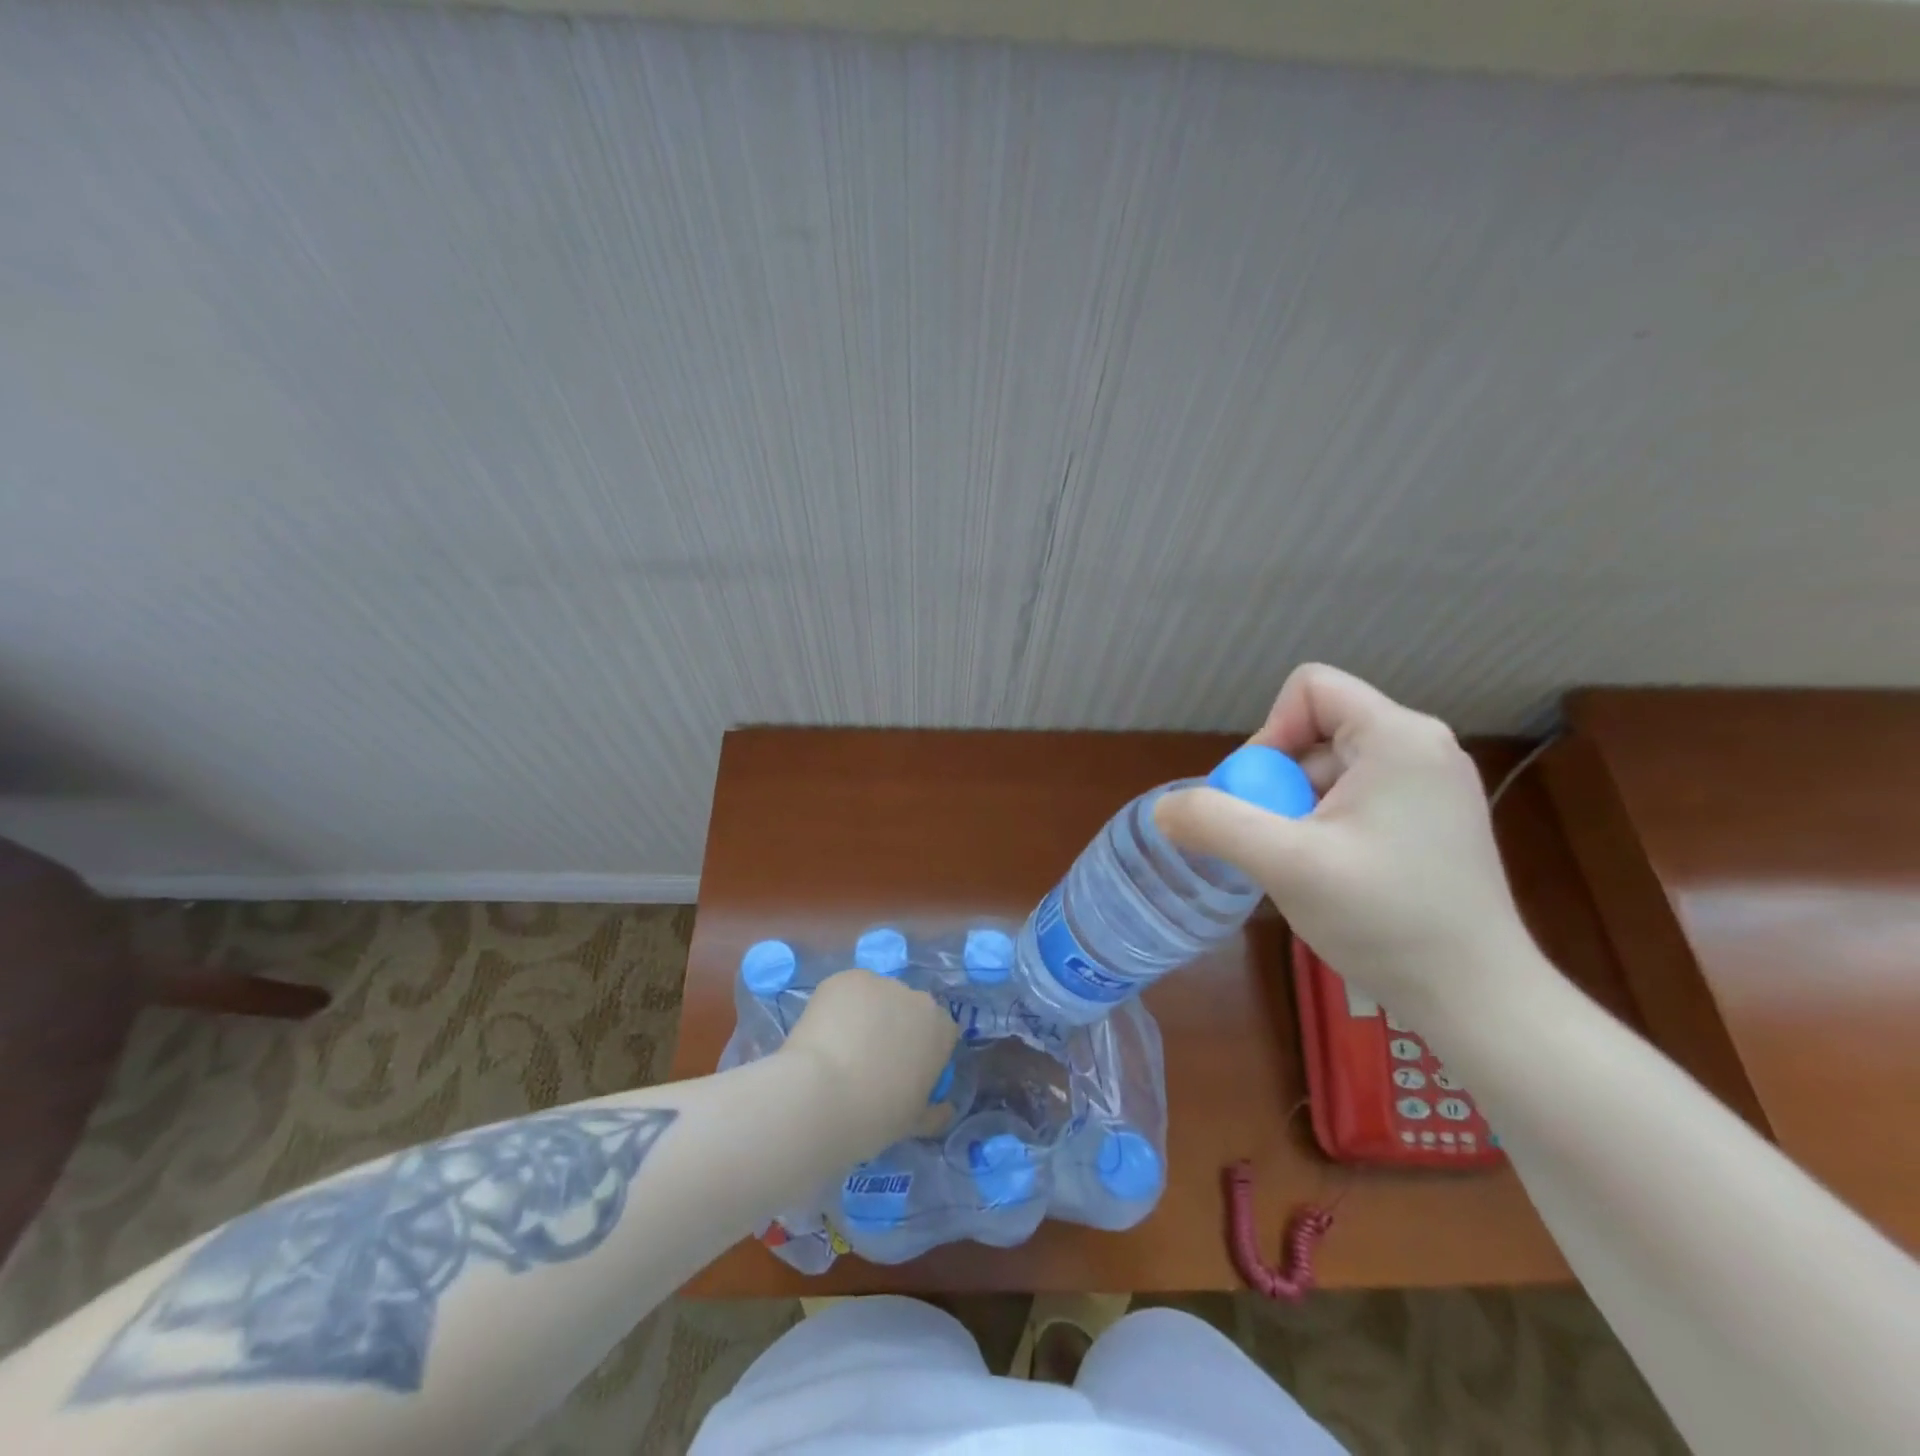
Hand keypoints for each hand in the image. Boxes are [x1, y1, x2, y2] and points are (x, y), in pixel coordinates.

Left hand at [780, 969, 958, 1154]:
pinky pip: (847, 991)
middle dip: (894, 1027)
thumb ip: (934, 1111)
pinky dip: (838, 1007)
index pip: (939, 1031)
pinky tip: (824, 1033)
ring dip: (866, 1014)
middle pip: (908, 1008)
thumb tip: (943, 1109)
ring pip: (876, 997)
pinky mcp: (846, 978)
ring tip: (840, 1046)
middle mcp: (916, 997)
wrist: (821, 1095)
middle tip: (870, 1058)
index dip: (921, 1050)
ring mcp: (880, 983)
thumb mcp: (913, 1123)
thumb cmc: (875, 1116)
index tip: (904, 1071)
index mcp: (940, 1029)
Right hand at [1155, 663, 1547, 1023]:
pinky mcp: (1433, 820)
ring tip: (1305, 868)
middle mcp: (1422, 746)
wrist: (1478, 999)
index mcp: (1397, 736)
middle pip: (1316, 731)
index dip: (1269, 733)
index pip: (1309, 689)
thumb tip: (1162, 809)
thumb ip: (1215, 823)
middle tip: (1277, 843)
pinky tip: (1331, 875)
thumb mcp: (1285, 864)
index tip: (1262, 797)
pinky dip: (1326, 826)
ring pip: (1332, 769)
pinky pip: (1357, 797)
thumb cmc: (1386, 920)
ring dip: (1299, 810)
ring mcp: (1433, 785)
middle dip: (1279, 783)